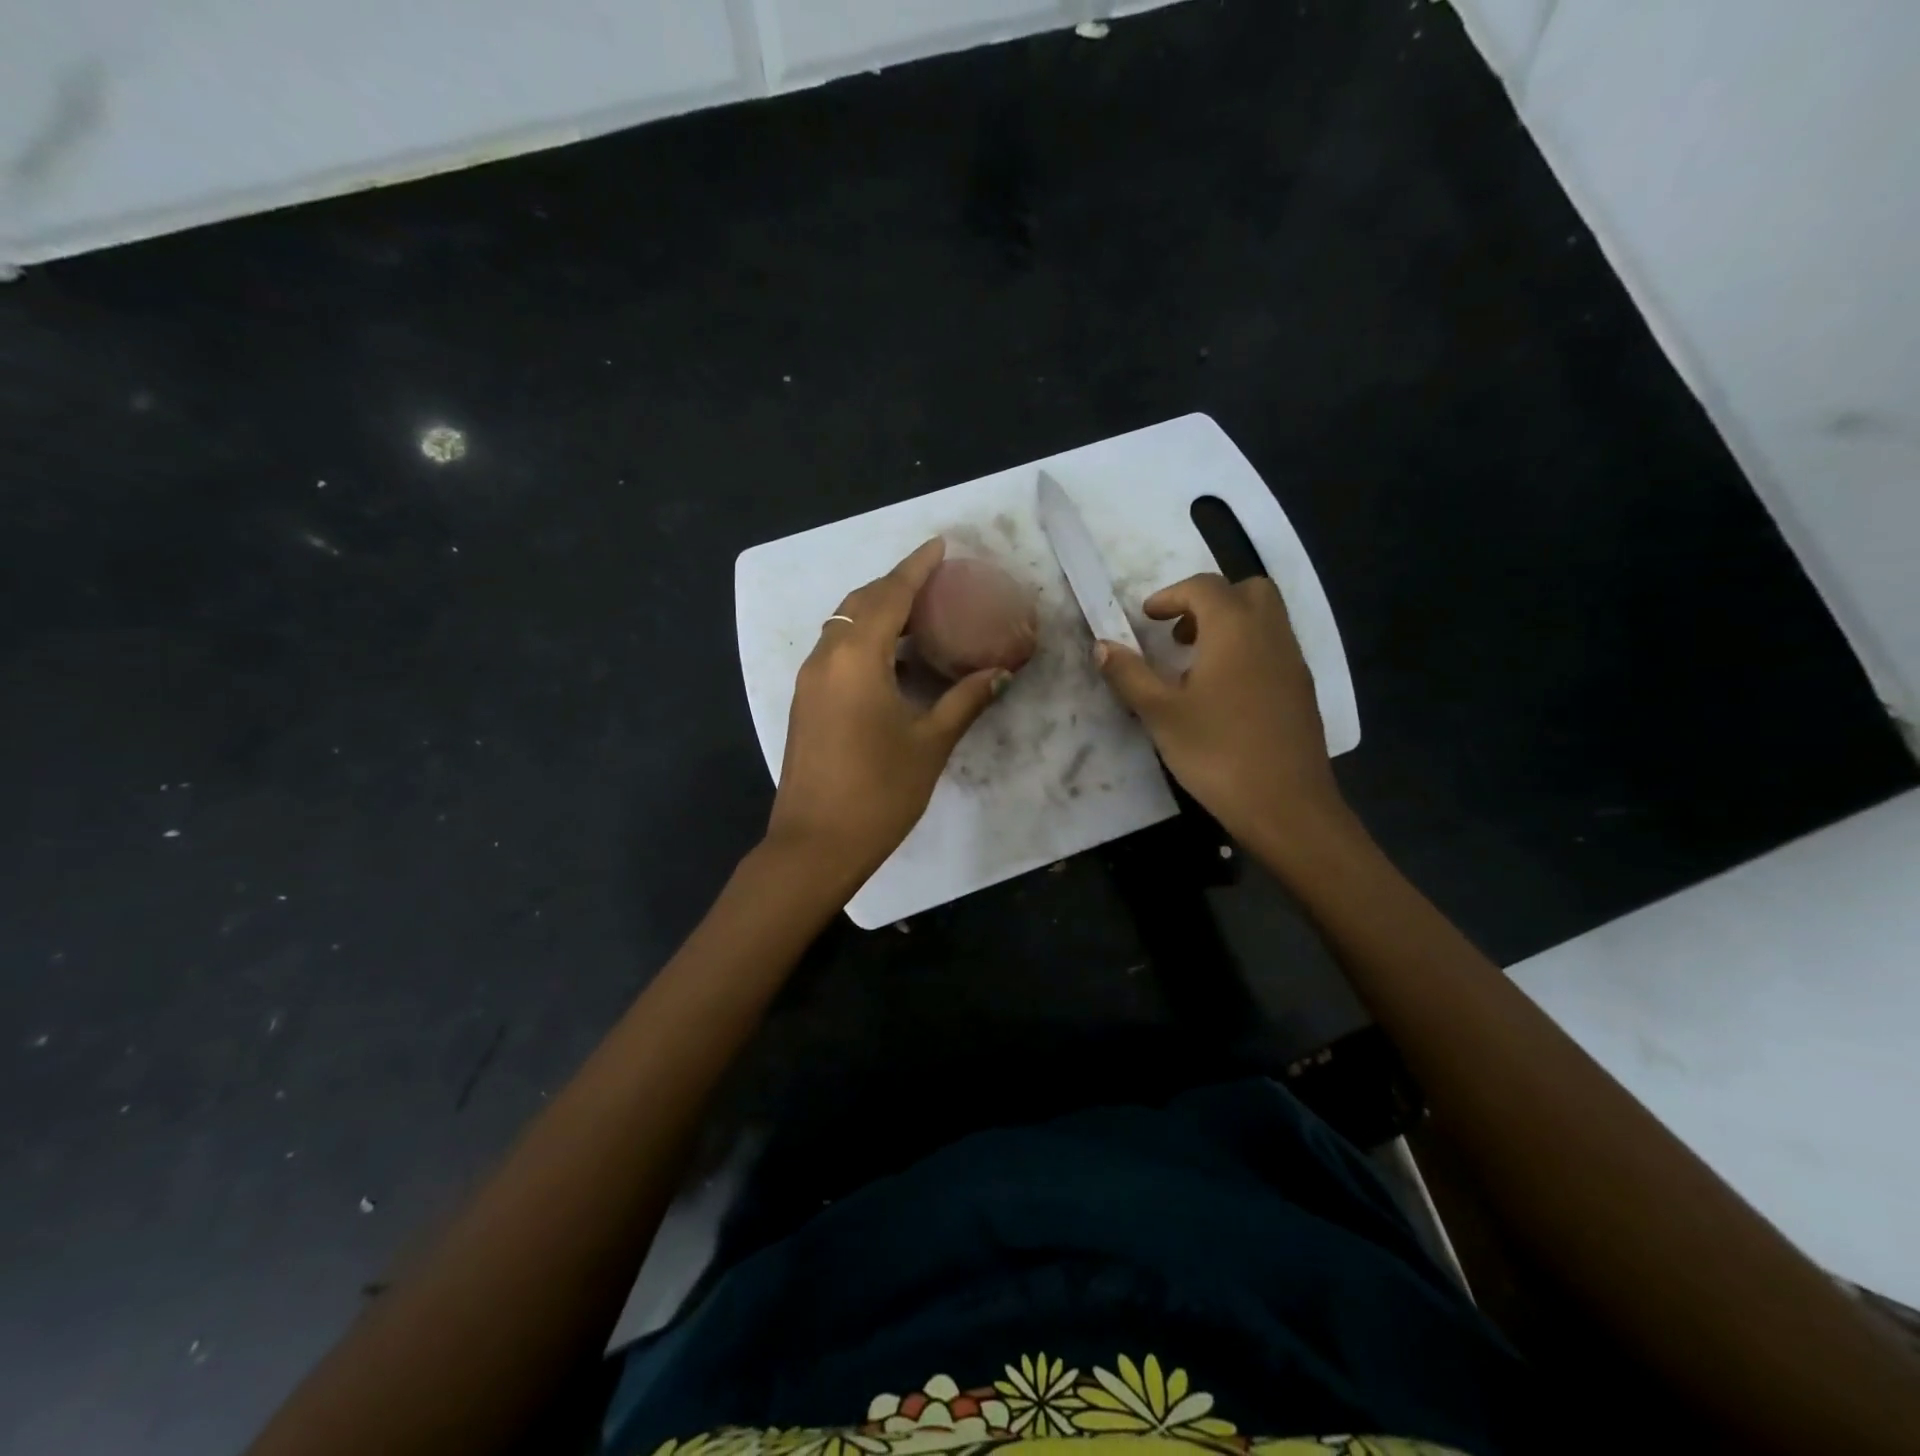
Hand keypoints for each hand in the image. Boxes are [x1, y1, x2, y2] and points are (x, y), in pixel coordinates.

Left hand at [766, 539, 1011, 888]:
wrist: (816, 845)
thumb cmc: (879, 792)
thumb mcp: (930, 743)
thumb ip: (965, 700)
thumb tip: (999, 673)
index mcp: (857, 658)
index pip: (890, 595)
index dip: (916, 567)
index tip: (940, 545)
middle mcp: (826, 658)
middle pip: (861, 603)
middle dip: (897, 585)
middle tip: (937, 582)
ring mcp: (810, 681)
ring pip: (844, 627)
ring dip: (879, 613)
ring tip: (922, 616)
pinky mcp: (806, 702)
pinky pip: (837, 652)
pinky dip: (866, 641)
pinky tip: (896, 660)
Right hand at [1095, 573, 1348, 846]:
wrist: (1286, 804)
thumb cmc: (1217, 753)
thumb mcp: (1160, 714)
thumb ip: (1129, 674)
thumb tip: (1102, 645)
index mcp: (1234, 629)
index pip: (1203, 587)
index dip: (1170, 595)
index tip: (1146, 618)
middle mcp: (1270, 634)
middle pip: (1245, 591)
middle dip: (1208, 602)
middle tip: (1178, 635)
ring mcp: (1293, 662)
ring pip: (1264, 619)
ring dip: (1229, 626)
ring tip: (1195, 666)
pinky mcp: (1302, 690)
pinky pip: (1274, 648)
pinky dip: (1247, 650)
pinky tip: (1224, 694)